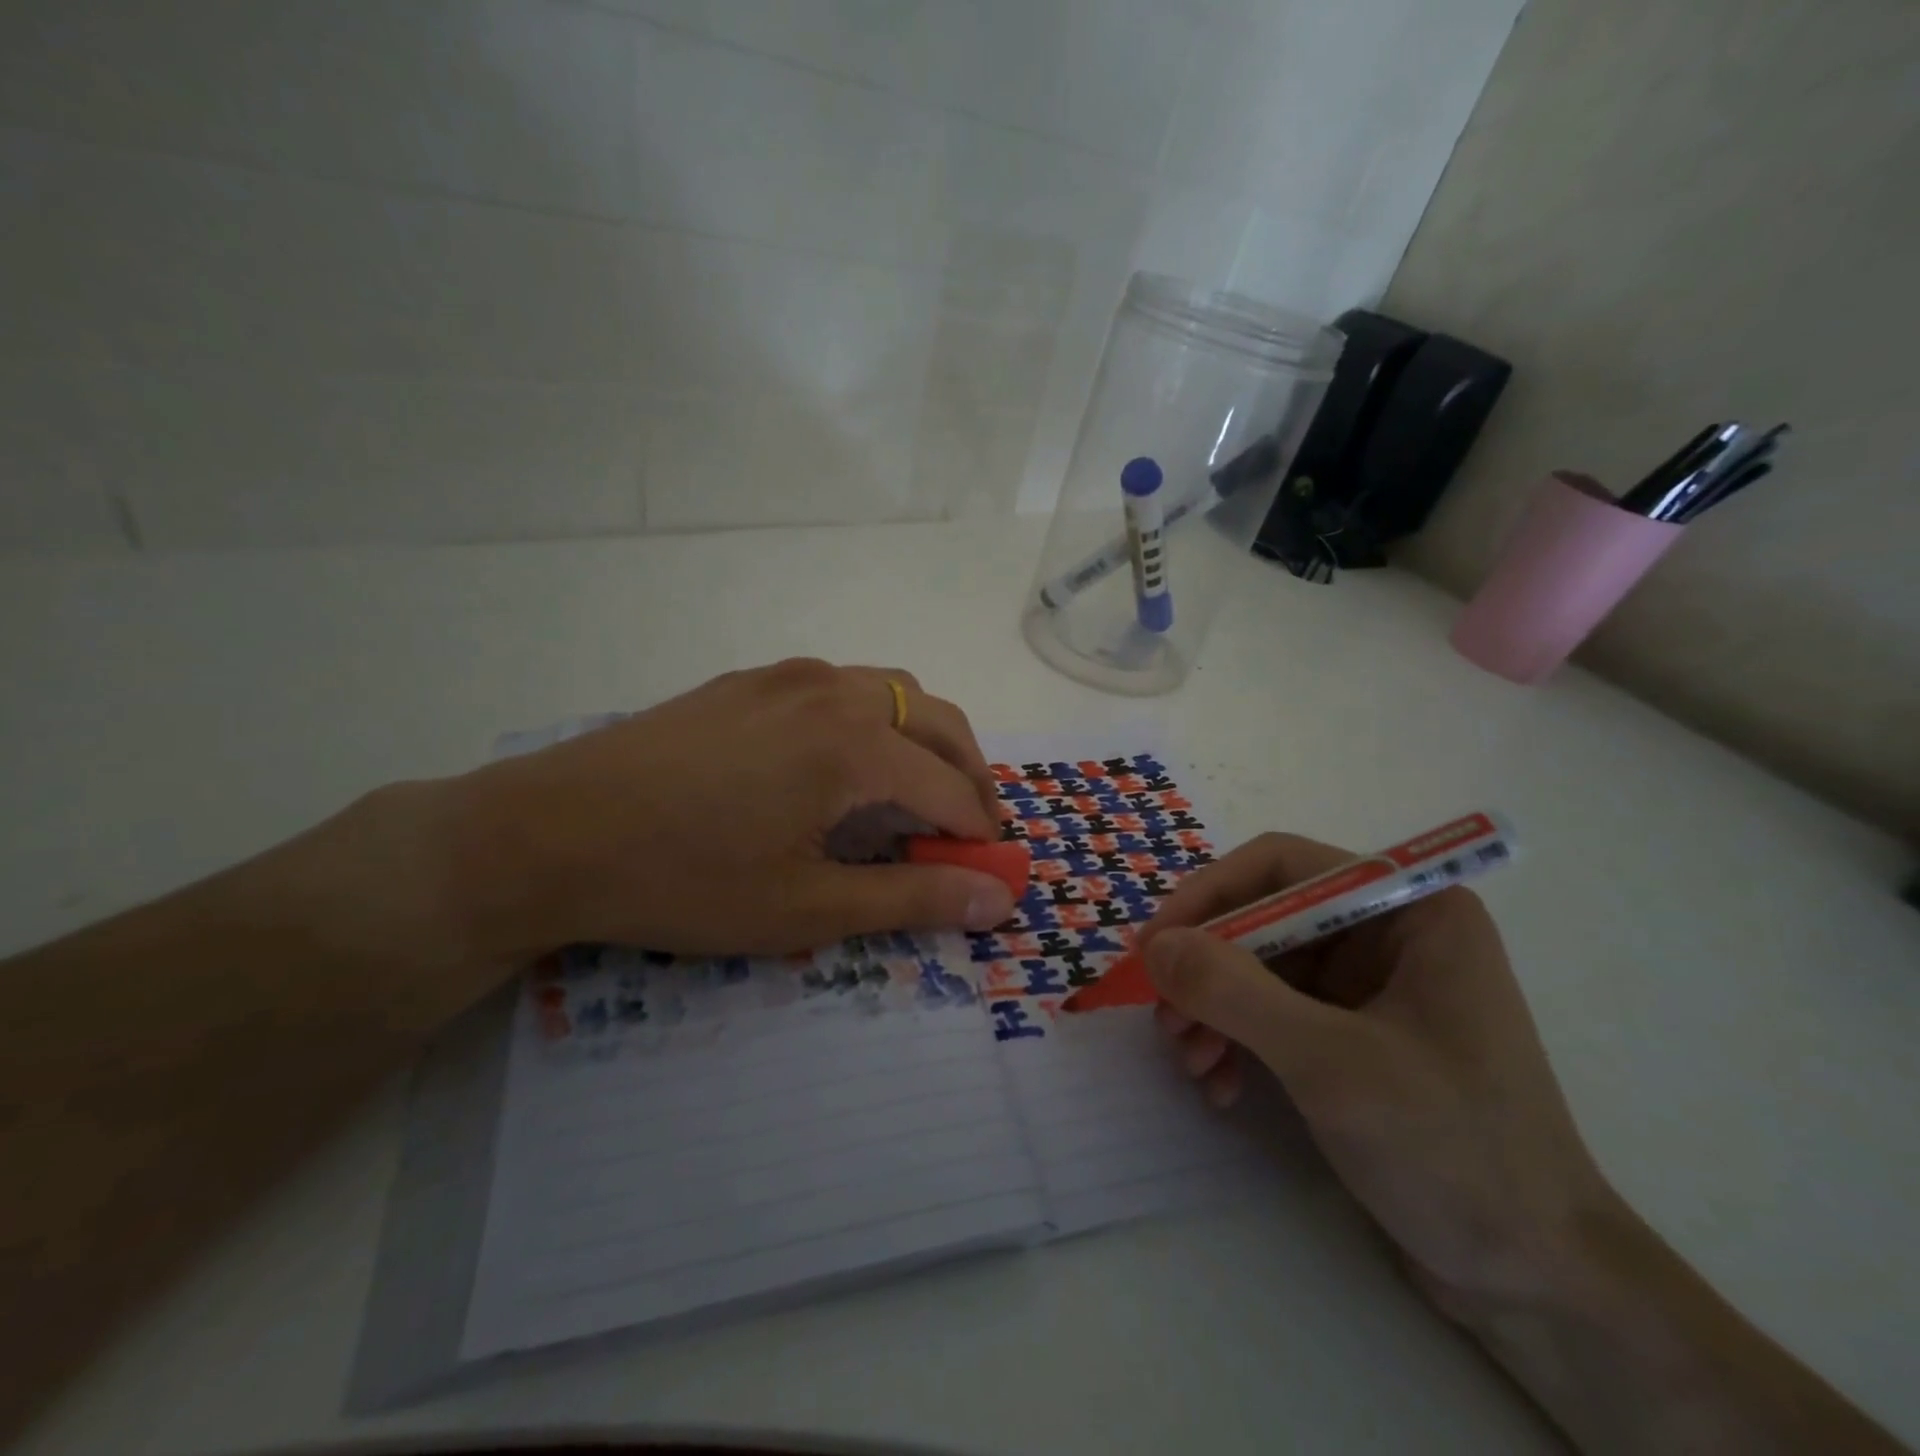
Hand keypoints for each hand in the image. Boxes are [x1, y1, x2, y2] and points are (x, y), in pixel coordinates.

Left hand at [446, 659, 1015, 960]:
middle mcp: (832, 691)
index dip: (980, 831)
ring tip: (915, 791)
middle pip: (936, 719)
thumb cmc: (685, 879)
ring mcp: (786, 676)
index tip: (992, 868)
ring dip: (922, 737)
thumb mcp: (806, 906)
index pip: (950, 787)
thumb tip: (999, 898)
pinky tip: (841, 763)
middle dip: (968, 773)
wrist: (548, 833)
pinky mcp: (746, 680)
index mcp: (854, 744)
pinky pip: (838, 687)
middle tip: (969, 827)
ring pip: (890, 690)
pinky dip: (872, 720)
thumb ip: (912, 898)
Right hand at [1139, 833, 1618, 1312]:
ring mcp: (1369, 986)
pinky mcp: (1352, 1034)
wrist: (1536, 1283)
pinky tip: (1221, 1086)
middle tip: (1166, 1019)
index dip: (1210, 894)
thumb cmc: (1452, 1150)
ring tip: (1193, 1063)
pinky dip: (1236, 1041)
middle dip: (1208, 969)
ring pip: (1257, 967)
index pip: (1282, 866)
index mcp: (1408, 910)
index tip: (1156, 945)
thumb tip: (1156, 946)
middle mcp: (1387, 934)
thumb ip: (1235, 992)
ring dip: (1214, 1010)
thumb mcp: (1331, 1062)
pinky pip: (1271, 1012)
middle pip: (1263, 918)